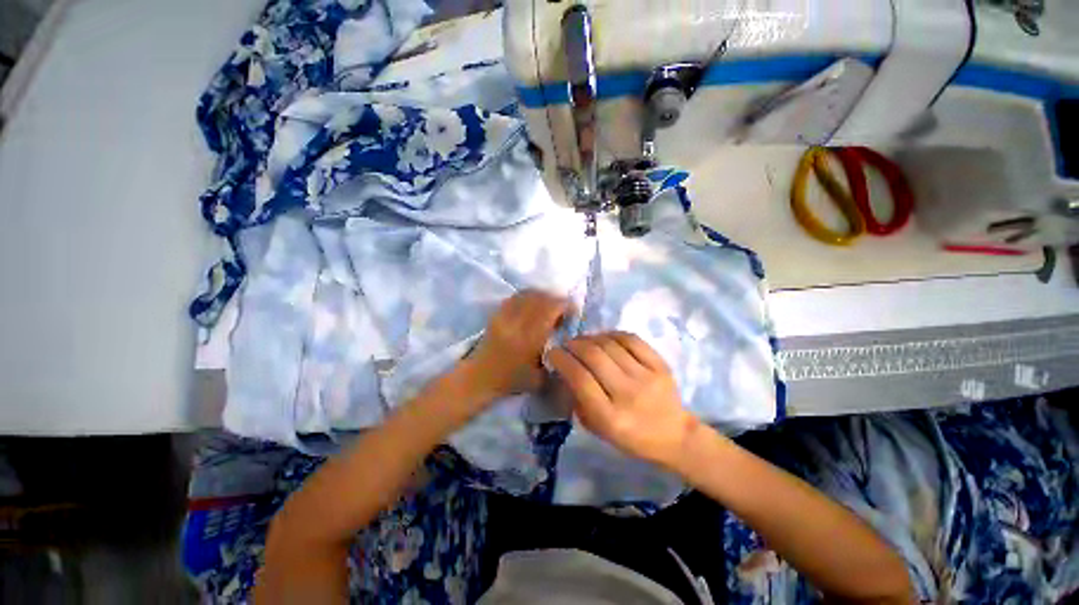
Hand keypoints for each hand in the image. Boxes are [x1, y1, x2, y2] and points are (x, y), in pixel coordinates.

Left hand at [465, 290, 569, 400]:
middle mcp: (517, 322)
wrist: (480, 377)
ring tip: (548, 306)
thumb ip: (558, 362)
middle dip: (555, 300)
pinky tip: (532, 305)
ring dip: (542, 297)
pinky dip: (527, 297)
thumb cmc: (511, 380)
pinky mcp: (497, 314)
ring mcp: (504, 316)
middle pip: (540, 299)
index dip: (564, 305)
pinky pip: (515, 297)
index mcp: (529, 338)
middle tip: (561, 309)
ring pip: (527, 295)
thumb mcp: (541, 379)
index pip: (549, 310)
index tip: (572, 311)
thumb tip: (570, 345)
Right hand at [548, 332, 699, 468]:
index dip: (562, 360)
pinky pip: (631, 339)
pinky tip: (604, 338)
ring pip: (610, 344)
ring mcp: (647, 377)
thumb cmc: (630, 436)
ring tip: (583, 341)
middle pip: (594, 356)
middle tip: (566, 345)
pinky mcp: (660, 365)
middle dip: (573, 345)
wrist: (674, 435)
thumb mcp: (597, 428)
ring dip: (590, 338)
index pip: (580, 379)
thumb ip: (579, 400)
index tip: (553, 353)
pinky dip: (612, 334)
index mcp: (610, 417)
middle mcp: (628, 394)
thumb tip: (565, 369)